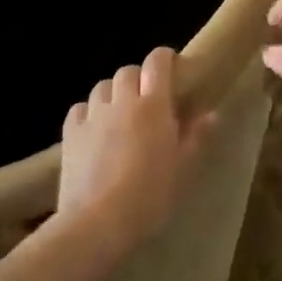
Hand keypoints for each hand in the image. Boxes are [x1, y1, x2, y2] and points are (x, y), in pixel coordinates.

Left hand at [58, 48, 213, 256]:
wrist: (97, 222)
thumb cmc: (149, 195)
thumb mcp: (182, 169)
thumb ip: (196, 137)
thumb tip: (211, 114)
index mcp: (153, 105)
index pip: (157, 62)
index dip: (164, 58)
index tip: (173, 68)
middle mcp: (122, 100)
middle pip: (128, 71)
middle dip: (138, 78)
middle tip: (147, 99)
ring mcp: (93, 115)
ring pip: (102, 86)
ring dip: (113, 93)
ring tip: (120, 113)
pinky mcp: (70, 132)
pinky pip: (80, 108)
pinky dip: (88, 112)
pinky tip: (94, 129)